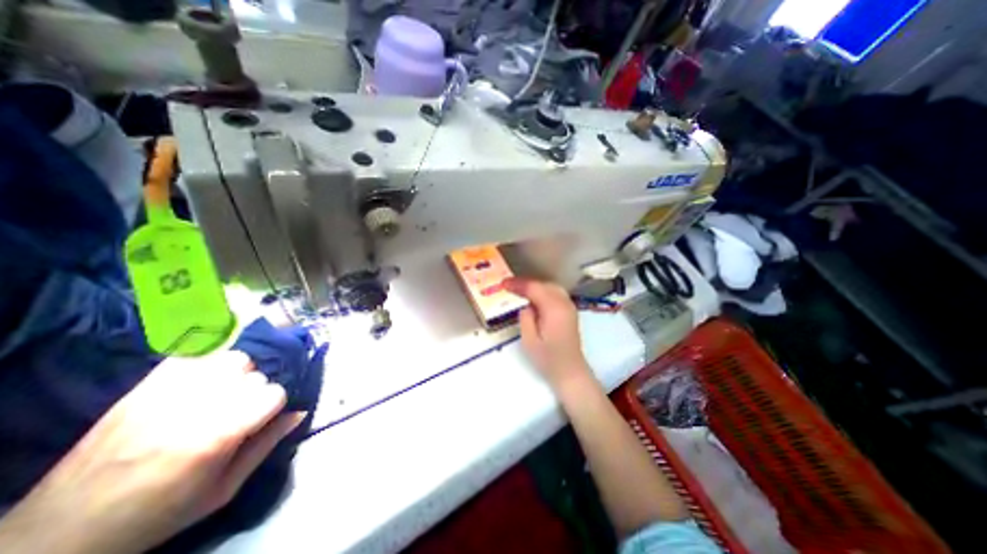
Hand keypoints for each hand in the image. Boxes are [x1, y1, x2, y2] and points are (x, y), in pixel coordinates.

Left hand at [0, 353, 304, 551]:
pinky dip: (208, 362)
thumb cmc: (159, 513)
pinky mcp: (145, 386)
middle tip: (236, 412)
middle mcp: (197, 406)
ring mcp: (168, 392)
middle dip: (255, 392)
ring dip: (237, 374)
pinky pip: (196, 354)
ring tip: (221, 393)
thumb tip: (300, 412)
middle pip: (256, 375)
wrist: (61, 532)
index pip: (275, 393)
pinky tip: (201, 380)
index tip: (258, 421)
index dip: (273, 406)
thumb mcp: (224, 489)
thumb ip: (267, 445)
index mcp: (218, 435)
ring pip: (234, 358)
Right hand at [505, 276, 587, 390]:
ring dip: (535, 286)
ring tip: (519, 290)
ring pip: (550, 287)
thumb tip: (525, 304)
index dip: (518, 284)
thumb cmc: (548, 359)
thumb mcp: (529, 341)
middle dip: (526, 283)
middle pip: (543, 284)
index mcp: (554, 309)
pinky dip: (543, 291)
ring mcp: (569, 306)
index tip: (503, 284)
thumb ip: (525, 318)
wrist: (570, 372)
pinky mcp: (570, 311)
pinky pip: (555, 293)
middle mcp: (564, 303)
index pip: (534, 288)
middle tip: (509, 286)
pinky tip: (534, 297)